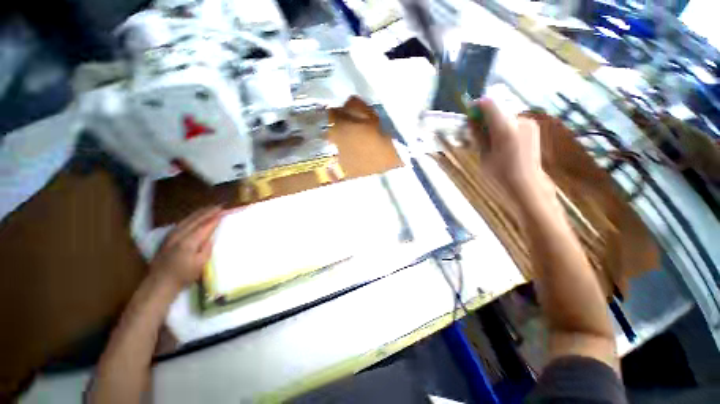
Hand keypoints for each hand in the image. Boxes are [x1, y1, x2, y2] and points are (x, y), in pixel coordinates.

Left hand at [150, 206, 222, 290]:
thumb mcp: (200, 264)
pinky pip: (181, 222)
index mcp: (189, 242)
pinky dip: (191, 217)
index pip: (205, 226)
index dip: (215, 218)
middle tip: (220, 206)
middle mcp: (179, 235)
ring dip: (200, 212)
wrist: (159, 283)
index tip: (225, 211)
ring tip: (210, 207)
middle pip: (196, 219)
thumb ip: (207, 248)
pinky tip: (195, 215)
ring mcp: (171, 235)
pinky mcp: (167, 237)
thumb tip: (211, 237)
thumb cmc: (183, 275)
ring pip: (188, 219)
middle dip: (209, 211)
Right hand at [468, 98, 550, 201]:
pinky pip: (512, 121)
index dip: (477, 107)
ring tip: (489, 140)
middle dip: (485, 117)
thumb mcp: (483, 155)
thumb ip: (478, 135)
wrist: (526, 183)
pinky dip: (503, 126)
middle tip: (476, 131)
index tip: (469, 115)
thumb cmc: (500, 174)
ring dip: (494, 122)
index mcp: (505, 129)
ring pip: (504, 115)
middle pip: (497, 109)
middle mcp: (520, 121)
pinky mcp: (532, 127)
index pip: (489, 104)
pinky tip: (501, 141)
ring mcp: (528, 123)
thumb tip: (471, 120)